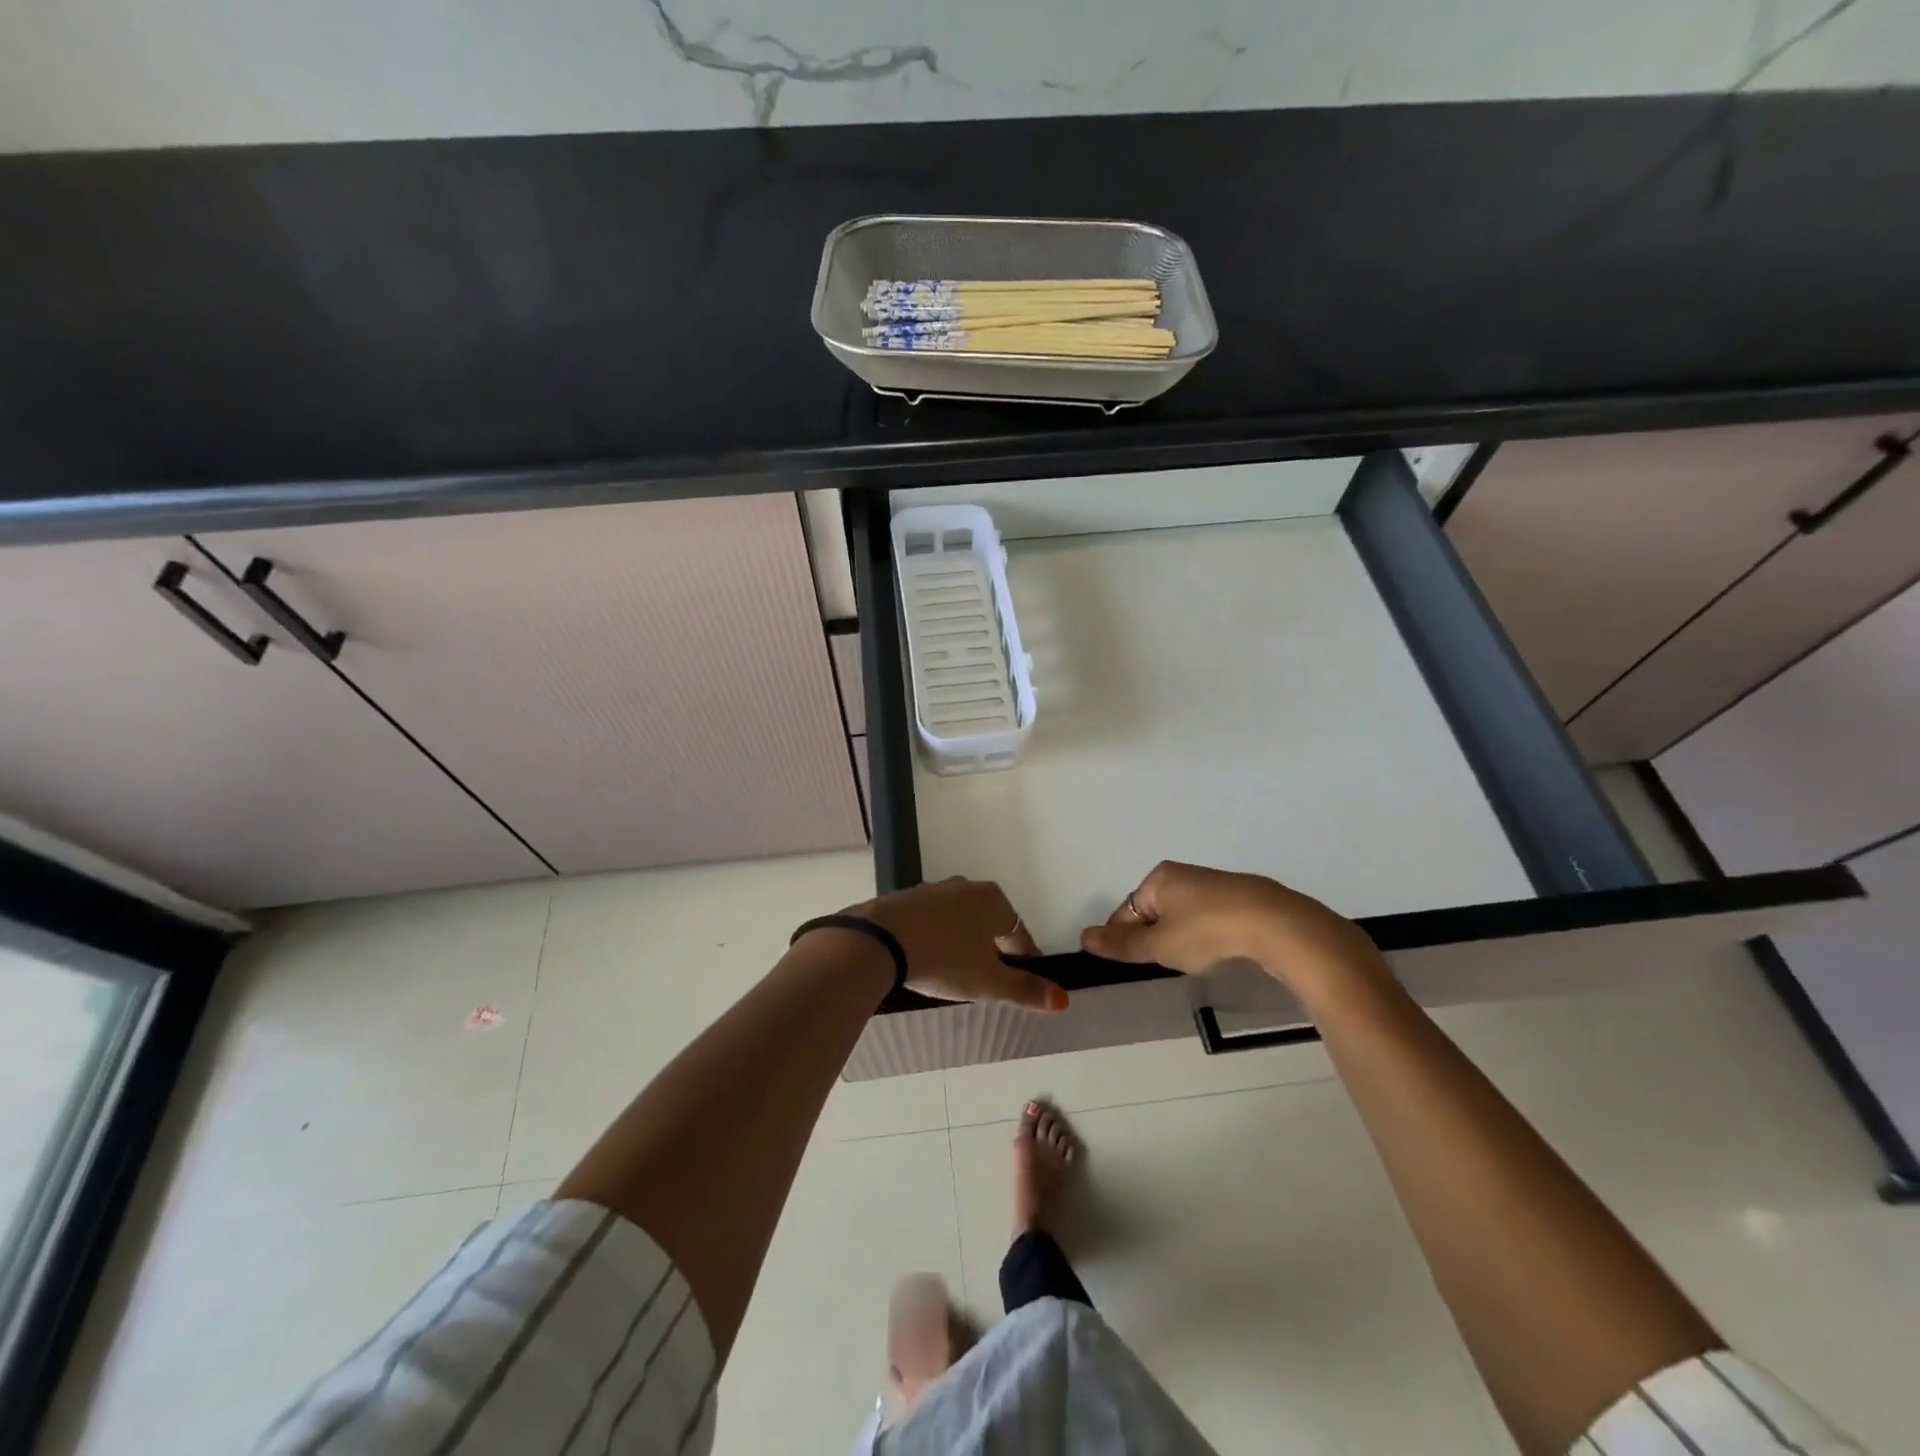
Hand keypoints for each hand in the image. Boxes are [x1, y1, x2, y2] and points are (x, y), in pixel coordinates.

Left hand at [858, 878, 1065, 1010]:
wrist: (880, 940)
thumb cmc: (945, 959)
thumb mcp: (989, 982)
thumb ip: (1026, 990)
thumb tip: (1063, 1000)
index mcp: (994, 900)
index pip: (1020, 934)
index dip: (1022, 962)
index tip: (1016, 985)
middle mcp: (967, 886)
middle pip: (989, 924)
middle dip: (990, 951)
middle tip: (983, 983)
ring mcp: (934, 889)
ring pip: (959, 921)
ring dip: (961, 943)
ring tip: (952, 974)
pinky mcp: (906, 898)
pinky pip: (931, 921)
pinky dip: (934, 938)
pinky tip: (925, 960)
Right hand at [1079, 861, 1384, 996]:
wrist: (1275, 924)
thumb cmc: (1207, 932)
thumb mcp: (1159, 945)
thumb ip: (1122, 945)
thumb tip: (1083, 937)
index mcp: (1158, 878)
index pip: (1127, 911)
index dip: (1126, 939)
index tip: (1135, 963)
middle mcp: (1182, 874)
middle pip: (1154, 911)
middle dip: (1156, 938)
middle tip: (1168, 963)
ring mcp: (1213, 884)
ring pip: (1183, 915)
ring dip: (1182, 938)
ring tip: (1195, 960)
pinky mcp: (1240, 897)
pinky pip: (1209, 917)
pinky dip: (1207, 934)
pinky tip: (1219, 950)